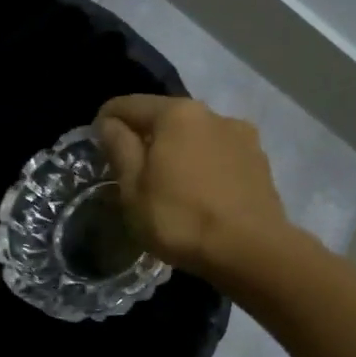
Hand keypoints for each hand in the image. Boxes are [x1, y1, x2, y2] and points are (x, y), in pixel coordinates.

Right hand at [94, 95, 290, 277]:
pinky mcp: (260, 162)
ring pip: (195, 137)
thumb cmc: (180, 219)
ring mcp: (242, 136)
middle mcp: (212, 113)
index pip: (128, 105)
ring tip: (168, 186)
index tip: (95, 145)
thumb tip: (110, 124)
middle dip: (145, 138)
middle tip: (130, 171)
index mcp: (176, 114)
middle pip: (166, 119)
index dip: (106, 121)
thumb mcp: (133, 189)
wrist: (252, 251)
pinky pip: (219, 157)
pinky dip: (202, 168)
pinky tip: (199, 196)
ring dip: (177, 153)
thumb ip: (119, 149)